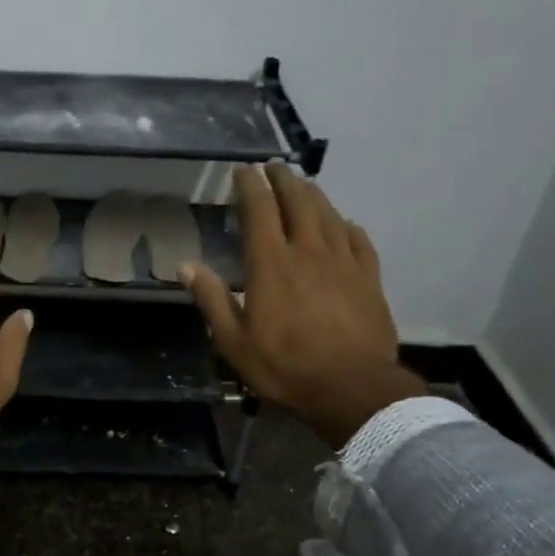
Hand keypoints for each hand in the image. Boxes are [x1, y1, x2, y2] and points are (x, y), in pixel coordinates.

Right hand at [182, 163, 423, 447]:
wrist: (351, 387)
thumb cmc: (284, 366)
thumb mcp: (233, 341)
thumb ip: (211, 299)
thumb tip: (186, 265)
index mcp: (270, 264)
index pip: (259, 209)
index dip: (250, 185)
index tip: (242, 170)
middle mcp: (308, 251)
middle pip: (298, 201)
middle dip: (284, 179)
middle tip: (274, 168)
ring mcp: (343, 261)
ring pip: (328, 214)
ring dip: (313, 194)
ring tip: (303, 184)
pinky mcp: (369, 277)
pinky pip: (358, 239)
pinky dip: (346, 225)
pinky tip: (344, 223)